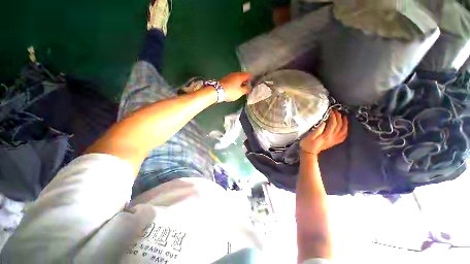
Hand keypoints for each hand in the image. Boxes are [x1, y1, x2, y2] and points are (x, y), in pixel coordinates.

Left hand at [219, 72, 251, 101]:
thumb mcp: (240, 92)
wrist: (217, 91)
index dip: (252, 79)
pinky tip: (235, 88)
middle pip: (243, 76)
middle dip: (246, 81)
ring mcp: (230, 76)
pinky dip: (236, 83)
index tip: (253, 84)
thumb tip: (250, 87)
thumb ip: (246, 89)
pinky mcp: (225, 79)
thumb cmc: (231, 91)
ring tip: (241, 89)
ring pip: (238, 78)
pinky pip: (233, 80)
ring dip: (240, 82)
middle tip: (248, 88)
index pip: (249, 74)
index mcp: (240, 76)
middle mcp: (235, 74)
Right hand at [300, 110, 347, 155]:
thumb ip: (316, 130)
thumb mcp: (308, 137)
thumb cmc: (307, 144)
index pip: (333, 124)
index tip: (330, 111)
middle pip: (339, 126)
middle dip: (338, 117)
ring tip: (344, 117)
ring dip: (345, 123)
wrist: (309, 153)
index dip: (333, 116)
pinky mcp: (333, 142)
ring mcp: (334, 140)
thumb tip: (323, 122)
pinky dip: (345, 131)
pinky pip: (343, 137)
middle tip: (336, 111)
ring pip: (343, 131)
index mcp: (326, 135)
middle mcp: (332, 137)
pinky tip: (345, 127)